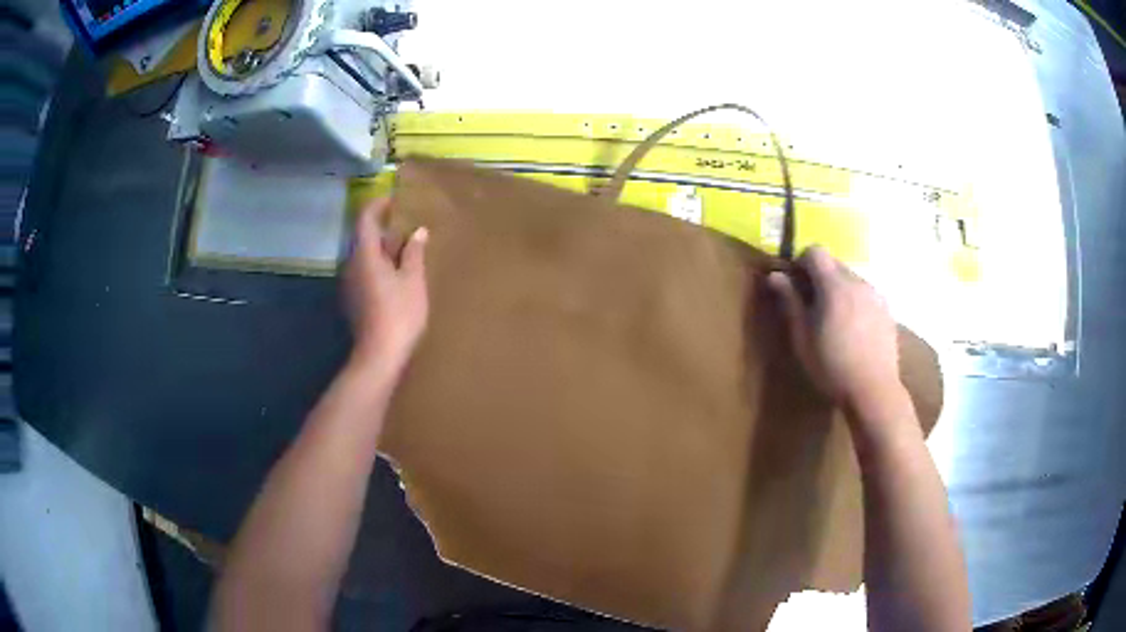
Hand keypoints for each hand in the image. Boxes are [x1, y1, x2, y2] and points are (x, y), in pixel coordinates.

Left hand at [346, 198, 429, 375]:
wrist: (379, 355)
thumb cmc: (399, 314)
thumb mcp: (413, 280)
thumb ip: (414, 253)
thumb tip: (418, 231)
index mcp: (364, 255)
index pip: (365, 219)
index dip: (377, 205)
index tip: (393, 198)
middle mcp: (351, 265)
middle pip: (363, 237)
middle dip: (382, 227)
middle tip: (405, 223)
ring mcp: (350, 284)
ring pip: (363, 256)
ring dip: (381, 248)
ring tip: (404, 248)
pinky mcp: (353, 300)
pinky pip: (364, 272)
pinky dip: (378, 265)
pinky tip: (395, 274)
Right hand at [766, 246, 905, 422]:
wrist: (873, 391)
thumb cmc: (832, 367)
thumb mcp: (803, 338)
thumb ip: (790, 302)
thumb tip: (775, 275)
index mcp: (834, 286)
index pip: (815, 251)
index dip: (801, 262)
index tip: (795, 284)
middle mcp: (857, 282)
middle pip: (834, 264)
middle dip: (820, 278)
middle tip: (812, 307)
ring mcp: (876, 295)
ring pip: (851, 280)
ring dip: (839, 290)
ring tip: (835, 322)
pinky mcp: (887, 310)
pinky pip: (866, 295)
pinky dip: (855, 303)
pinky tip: (854, 332)